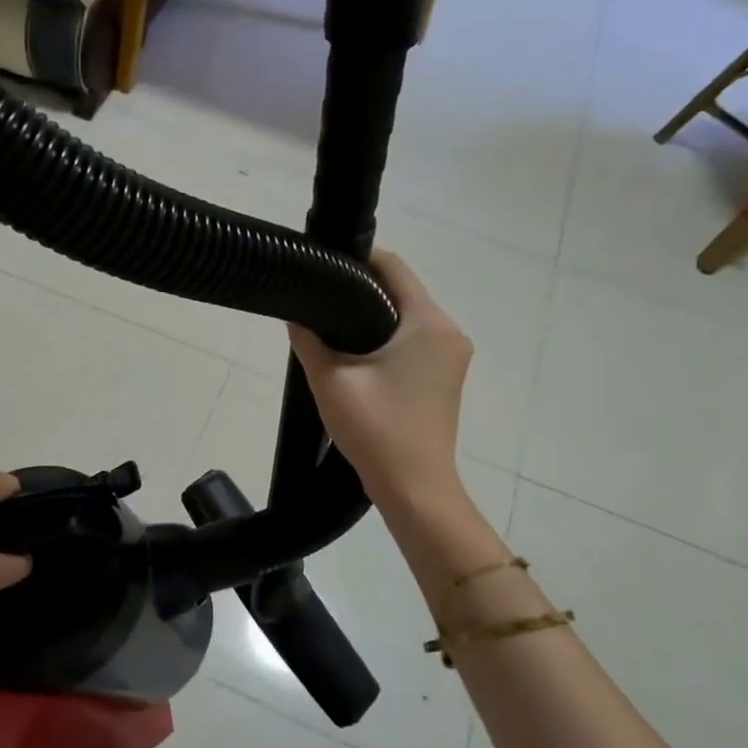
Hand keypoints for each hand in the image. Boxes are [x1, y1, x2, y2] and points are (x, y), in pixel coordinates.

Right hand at [288, 251, 472, 512]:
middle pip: (402, 291)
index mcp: (429, 323)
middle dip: (361, 289)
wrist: (414, 489)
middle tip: (319, 296)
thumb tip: (295, 315)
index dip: (358, 258)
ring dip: (373, 316)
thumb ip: (309, 340)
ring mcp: (451, 356)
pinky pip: (414, 341)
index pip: (394, 267)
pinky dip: (386, 338)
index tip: (323, 262)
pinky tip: (355, 354)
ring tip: (330, 324)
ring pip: (406, 318)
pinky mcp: (445, 377)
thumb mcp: (331, 380)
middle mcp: (449, 332)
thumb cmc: (377, 430)